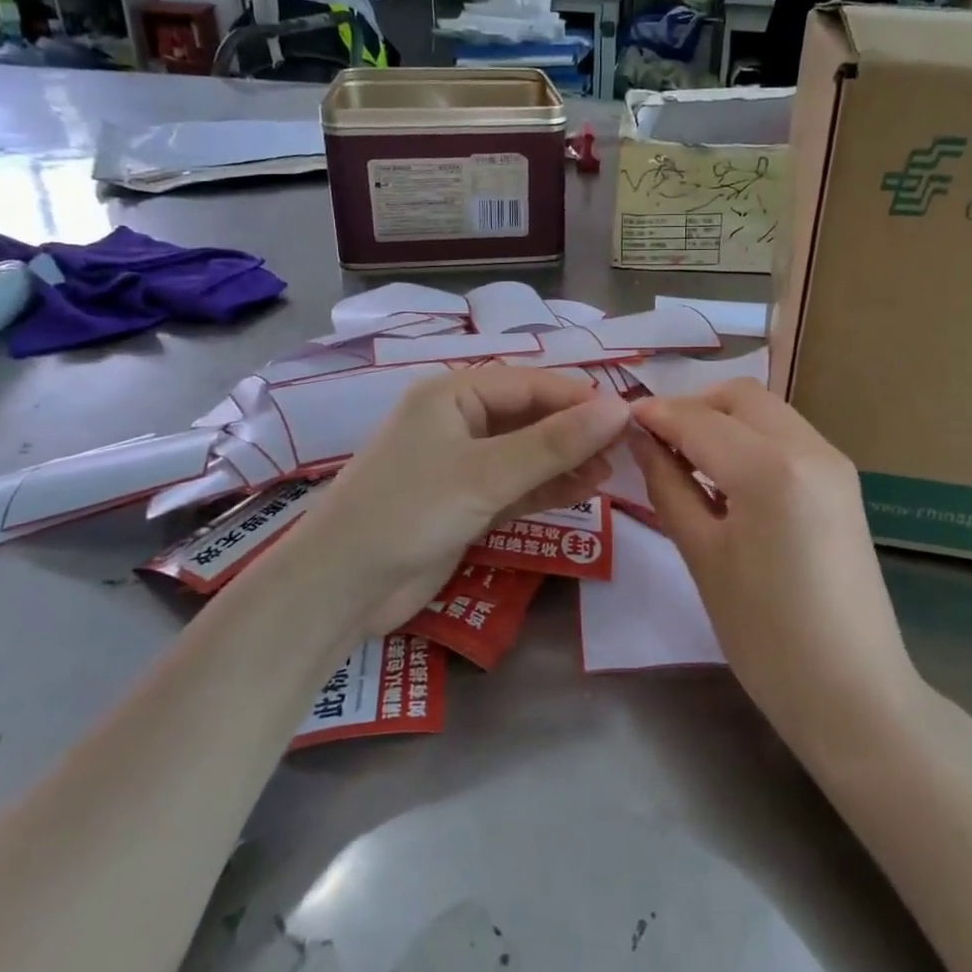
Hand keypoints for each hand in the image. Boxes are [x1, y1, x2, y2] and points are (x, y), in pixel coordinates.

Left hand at [298, 368, 629, 633]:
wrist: (342, 587)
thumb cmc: (410, 511)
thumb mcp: (487, 474)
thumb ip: (555, 443)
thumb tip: (620, 409)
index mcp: (452, 394)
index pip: (530, 383)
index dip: (579, 397)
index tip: (628, 416)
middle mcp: (456, 421)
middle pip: (529, 416)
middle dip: (575, 431)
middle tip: (625, 449)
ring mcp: (459, 464)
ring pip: (525, 453)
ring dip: (565, 461)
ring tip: (611, 471)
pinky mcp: (463, 503)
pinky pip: (515, 485)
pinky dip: (546, 487)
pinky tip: (583, 490)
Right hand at [629, 380, 917, 746]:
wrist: (854, 695)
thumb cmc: (765, 636)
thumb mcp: (702, 556)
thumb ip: (667, 485)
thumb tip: (641, 439)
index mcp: (771, 469)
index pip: (699, 419)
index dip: (655, 415)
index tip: (619, 421)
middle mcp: (810, 448)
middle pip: (739, 397)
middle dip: (692, 408)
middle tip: (655, 444)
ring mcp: (833, 462)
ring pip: (765, 411)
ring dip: (722, 421)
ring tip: (686, 461)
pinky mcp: (842, 482)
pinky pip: (786, 436)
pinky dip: (749, 440)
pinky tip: (726, 478)